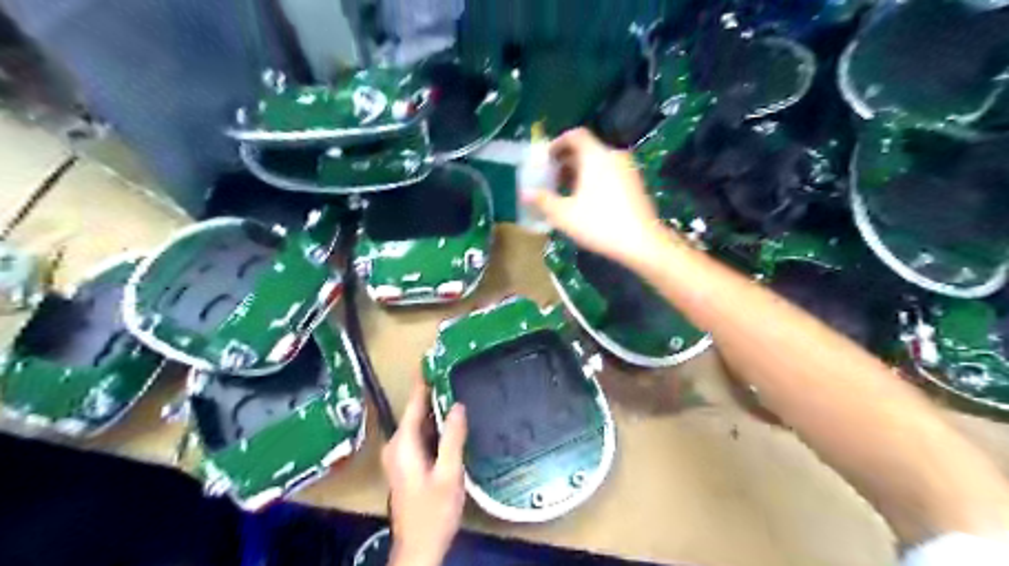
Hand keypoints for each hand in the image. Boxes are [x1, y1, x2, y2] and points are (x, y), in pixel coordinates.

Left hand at [383, 376, 469, 565]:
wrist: (419, 546)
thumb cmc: (434, 511)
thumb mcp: (449, 473)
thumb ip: (453, 437)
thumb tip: (457, 405)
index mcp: (403, 444)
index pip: (414, 403)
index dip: (423, 381)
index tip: (432, 358)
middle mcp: (396, 445)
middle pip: (415, 412)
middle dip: (433, 393)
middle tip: (454, 372)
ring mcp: (399, 456)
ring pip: (419, 424)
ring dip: (435, 410)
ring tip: (456, 390)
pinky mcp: (406, 464)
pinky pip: (420, 436)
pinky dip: (434, 426)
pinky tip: (451, 422)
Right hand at [525, 128, 672, 264]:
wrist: (642, 242)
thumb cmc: (599, 224)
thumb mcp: (564, 214)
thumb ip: (543, 200)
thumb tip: (524, 193)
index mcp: (596, 156)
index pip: (575, 135)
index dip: (557, 143)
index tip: (545, 158)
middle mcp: (613, 156)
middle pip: (586, 149)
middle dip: (566, 161)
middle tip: (551, 177)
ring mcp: (628, 169)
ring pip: (599, 162)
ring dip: (580, 171)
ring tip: (565, 191)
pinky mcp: (635, 184)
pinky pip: (610, 172)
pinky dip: (595, 179)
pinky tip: (586, 200)